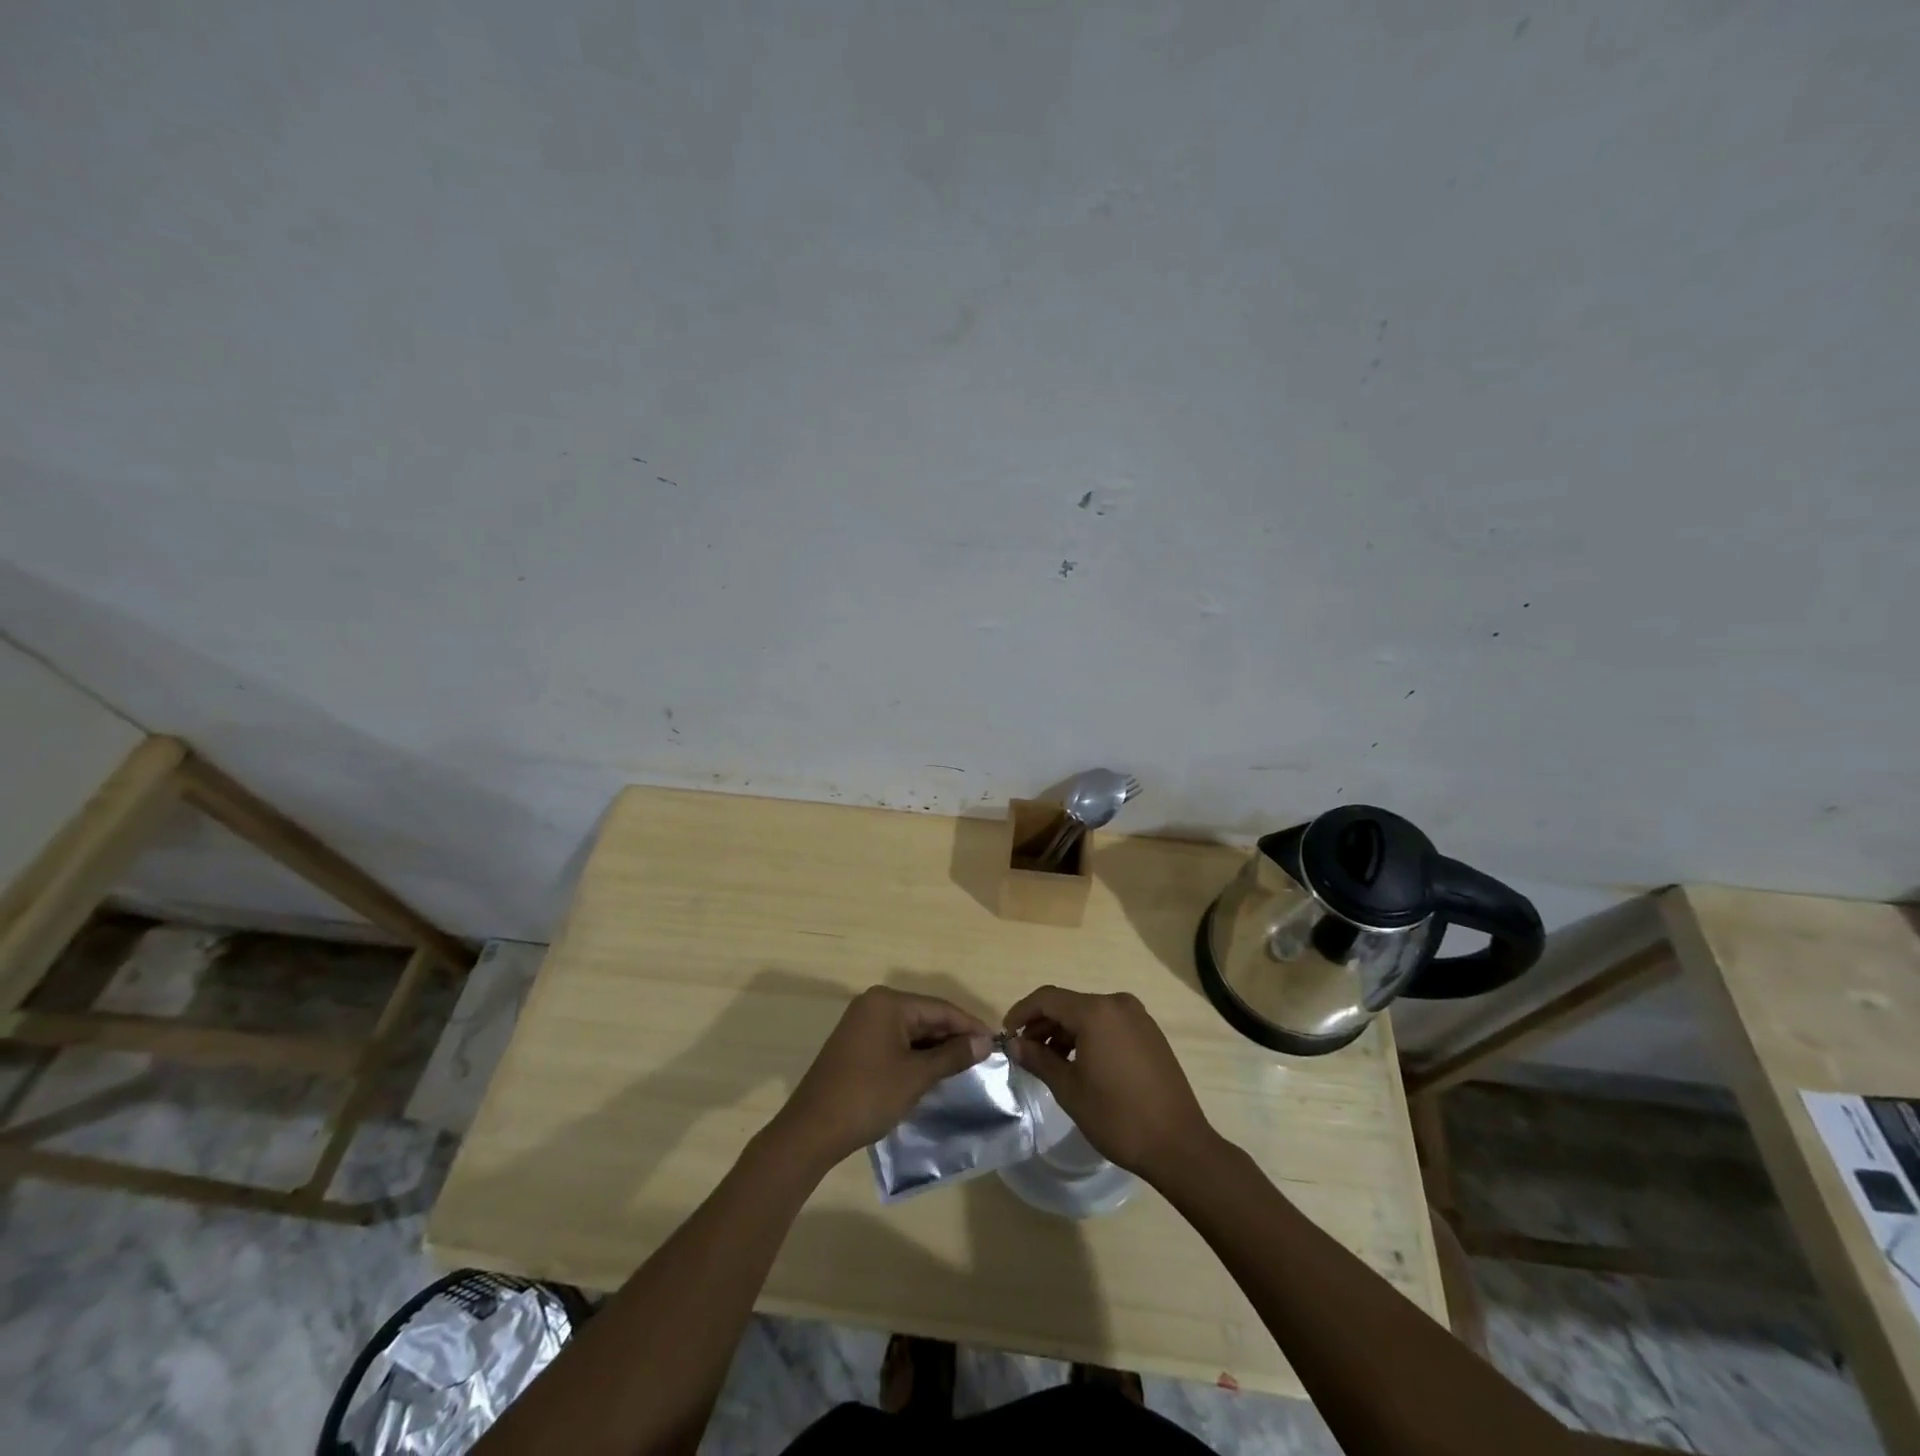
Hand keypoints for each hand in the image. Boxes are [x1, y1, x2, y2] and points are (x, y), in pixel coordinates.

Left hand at [774, 986, 992, 1167]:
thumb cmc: (868, 1096)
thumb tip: (985, 1042)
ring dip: (935, 1047)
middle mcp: (874, 1004)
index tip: (996, 1042)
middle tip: (984, 1057)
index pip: (940, 1008)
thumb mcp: (916, 1076)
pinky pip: (895, 1041)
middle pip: (925, 1016)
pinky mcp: (856, 1044)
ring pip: (910, 1030)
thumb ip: (952, 1055)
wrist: (812, 1130)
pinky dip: (915, 1054)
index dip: (970, 1025)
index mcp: (888, 1002)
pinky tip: (934, 1070)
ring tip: (965, 1065)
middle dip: (953, 1036)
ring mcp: (862, 1024)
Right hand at [1003, 985, 1214, 1183]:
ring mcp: (1138, 1017)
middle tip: (1025, 1051)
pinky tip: (1079, 1063)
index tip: (1006, 1034)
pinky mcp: (1150, 1033)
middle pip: (1069, 1004)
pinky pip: (1109, 1024)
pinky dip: (1088, 1036)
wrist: (1178, 1145)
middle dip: (1043, 1024)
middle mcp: (1118, 1004)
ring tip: (1049, 1061)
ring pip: (1089, 1014)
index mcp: (1096, 1012)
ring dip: (1065, 1031)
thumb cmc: (1118, 1117)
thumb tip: (1015, 1044)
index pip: (1048, 998)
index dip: (1022, 1012)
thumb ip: (1039, 1060)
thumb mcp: (1069, 1089)